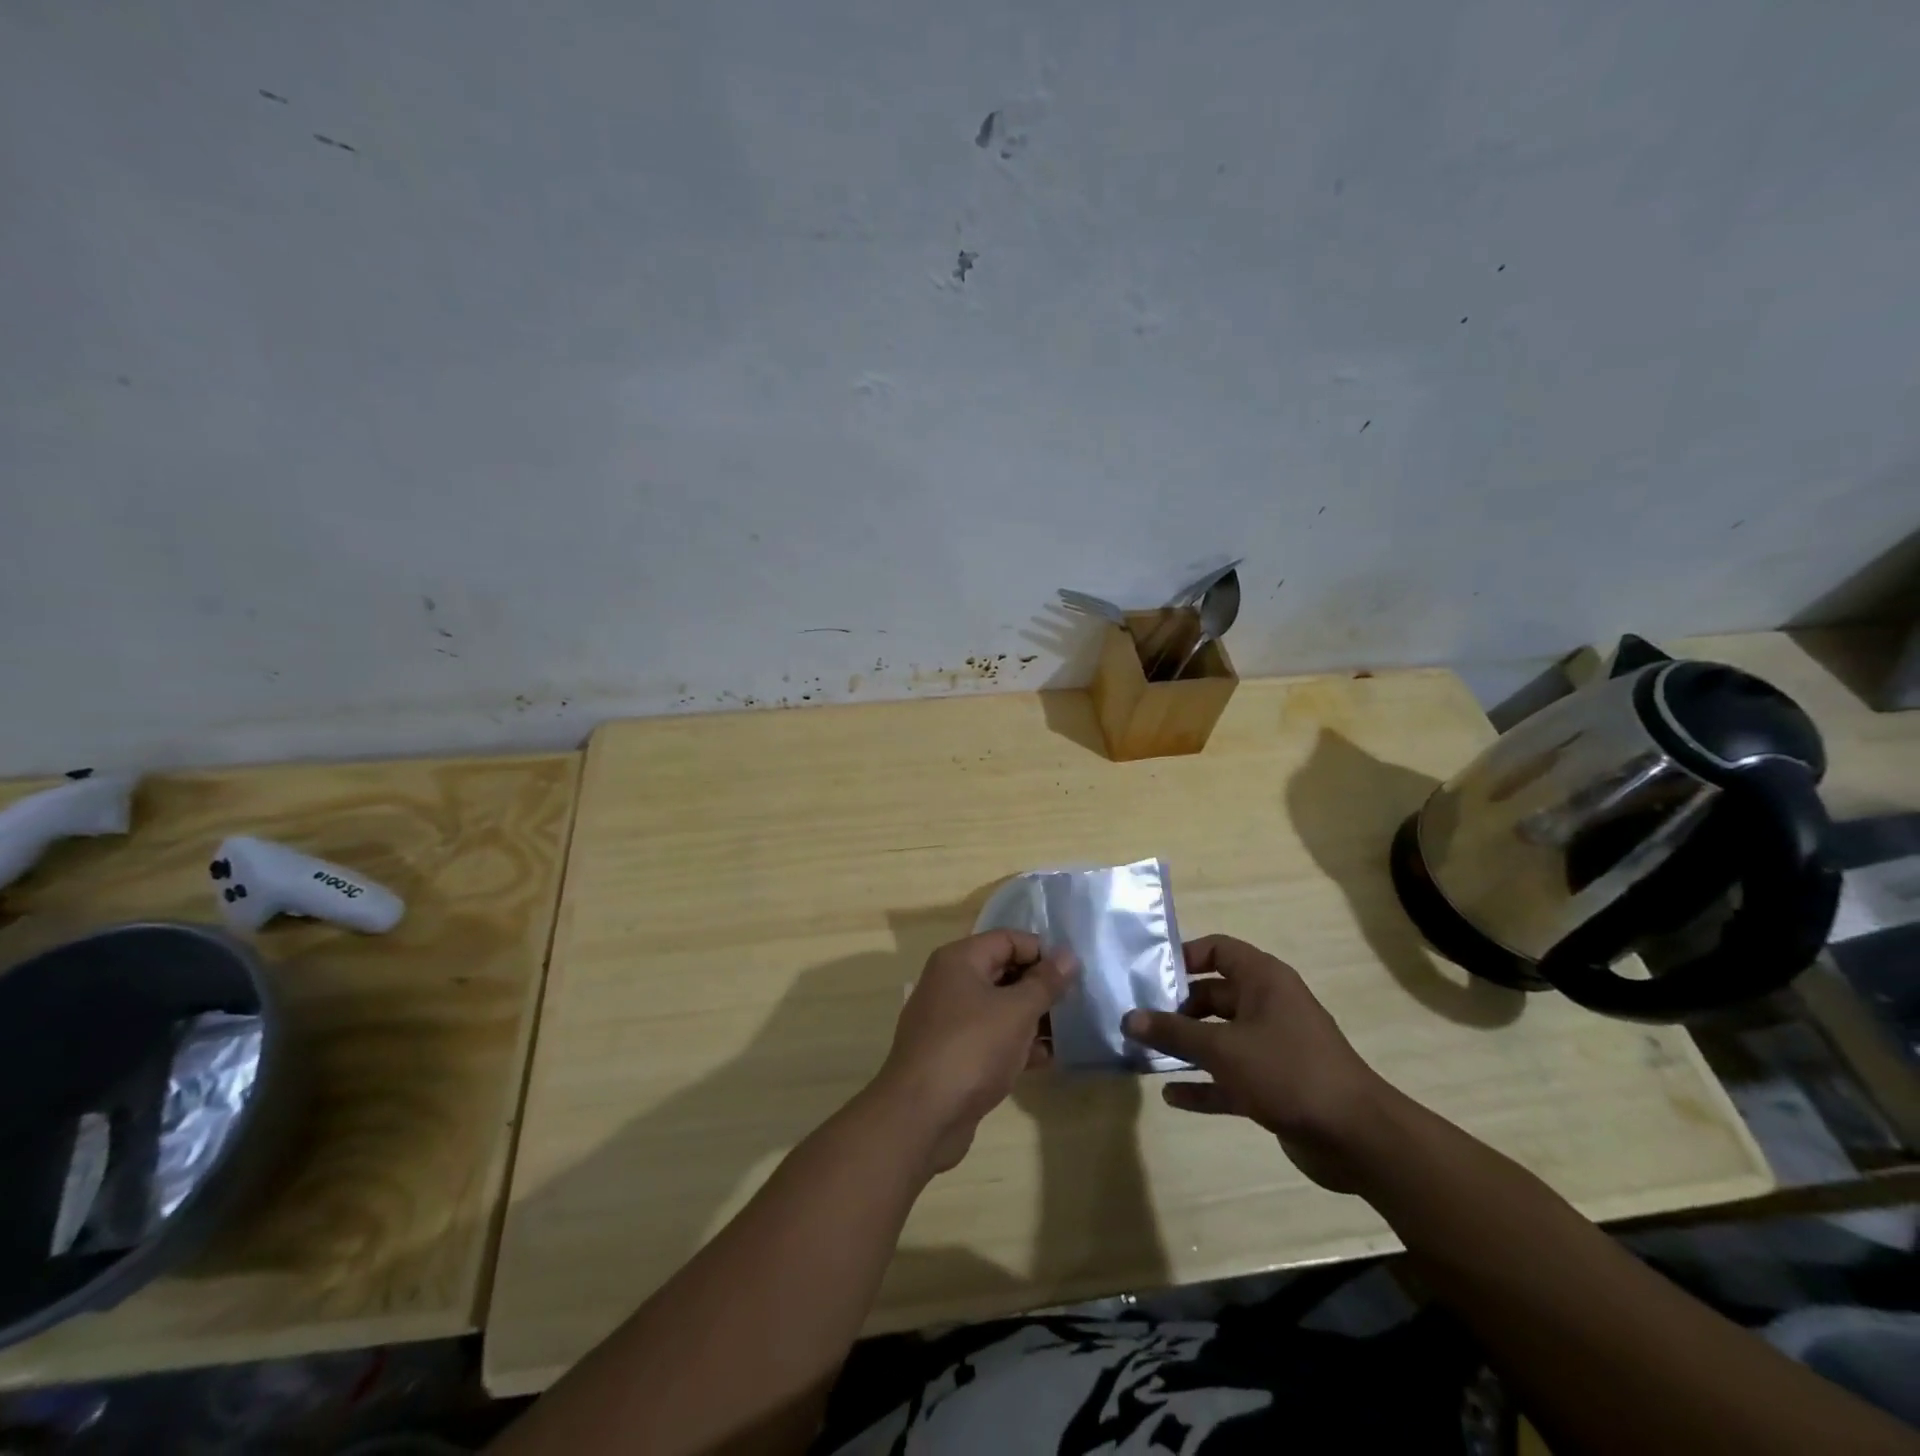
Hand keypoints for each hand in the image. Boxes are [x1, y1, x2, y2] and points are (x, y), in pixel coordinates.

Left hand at [873, 931, 1075, 1174]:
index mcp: (960, 960)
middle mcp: (950, 983)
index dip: (1042, 952)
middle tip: (1076, 1004)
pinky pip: (991, 1038)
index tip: (1073, 974)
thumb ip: (1045, 982)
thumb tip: (1068, 955)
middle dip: (1040, 987)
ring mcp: (950, 1020)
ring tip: (1068, 1033)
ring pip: (999, 1008)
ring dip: (1032, 1018)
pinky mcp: (953, 1054)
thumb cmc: (971, 1049)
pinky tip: (1045, 1060)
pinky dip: (1016, 1044)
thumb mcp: (1016, 1011)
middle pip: (1003, 971)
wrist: (921, 1116)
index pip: (1008, 939)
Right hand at [1122, 936, 1390, 1191]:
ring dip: (1187, 1047)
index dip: (1183, 957)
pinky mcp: (1275, 1084)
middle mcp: (1268, 1005)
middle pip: (1213, 995)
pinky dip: (1204, 1083)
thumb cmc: (1287, 1072)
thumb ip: (1174, 1032)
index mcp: (1264, 980)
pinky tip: (1173, 1097)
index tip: (1149, 976)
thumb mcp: (1222, 1048)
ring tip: (1146, 1055)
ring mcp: (1273, 1046)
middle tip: (1138, 1021)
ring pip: (1219, 1037)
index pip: (1217, 950)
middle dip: (1176, 1009)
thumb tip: (1129, 1018)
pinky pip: (1230, 1076)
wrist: (1357, 1138)